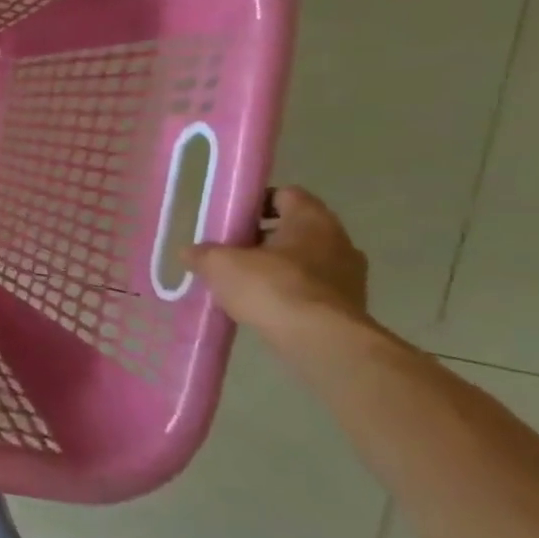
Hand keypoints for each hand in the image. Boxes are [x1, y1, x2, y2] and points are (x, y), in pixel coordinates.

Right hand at [188, 187, 368, 336]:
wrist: (322, 342)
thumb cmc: (272, 288)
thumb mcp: (221, 265)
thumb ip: (203, 254)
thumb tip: (189, 252)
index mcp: (312, 219)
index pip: (286, 195)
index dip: (257, 203)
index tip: (232, 219)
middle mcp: (338, 241)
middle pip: (295, 229)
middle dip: (263, 238)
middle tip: (231, 252)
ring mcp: (349, 276)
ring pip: (305, 261)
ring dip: (278, 268)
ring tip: (244, 284)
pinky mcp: (349, 307)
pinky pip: (313, 290)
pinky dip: (290, 294)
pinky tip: (265, 308)